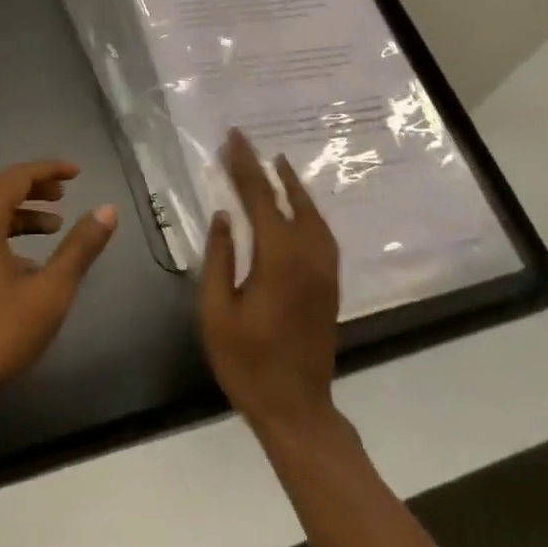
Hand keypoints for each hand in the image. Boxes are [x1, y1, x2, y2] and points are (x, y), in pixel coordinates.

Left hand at [0, 160, 116, 418]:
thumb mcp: (50, 292)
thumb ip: (79, 248)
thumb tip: (107, 209)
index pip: (13, 179)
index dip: (46, 170)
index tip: (76, 172)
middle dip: (31, 185)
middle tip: (64, 192)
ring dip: (18, 210)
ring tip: (54, 225)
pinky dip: (3, 231)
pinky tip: (28, 261)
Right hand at [200, 129, 340, 440]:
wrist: (297, 407)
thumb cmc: (247, 362)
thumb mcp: (217, 313)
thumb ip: (219, 259)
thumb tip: (224, 216)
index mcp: (278, 259)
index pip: (260, 198)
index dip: (243, 166)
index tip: (231, 139)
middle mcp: (308, 255)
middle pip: (287, 198)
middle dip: (264, 167)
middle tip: (245, 142)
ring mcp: (325, 268)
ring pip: (311, 213)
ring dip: (292, 185)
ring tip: (274, 163)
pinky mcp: (330, 282)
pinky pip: (321, 231)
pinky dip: (307, 208)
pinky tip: (296, 206)